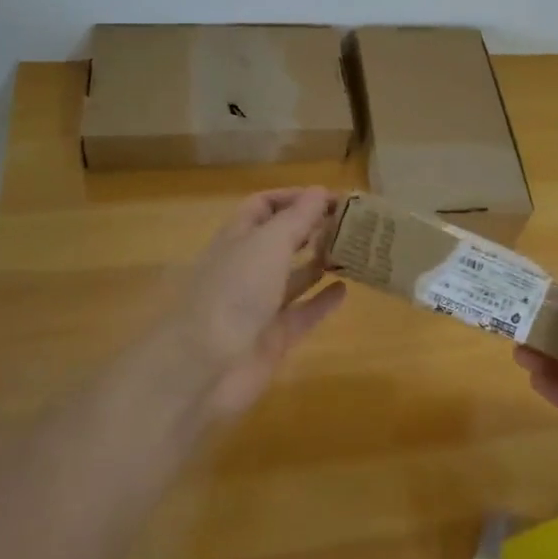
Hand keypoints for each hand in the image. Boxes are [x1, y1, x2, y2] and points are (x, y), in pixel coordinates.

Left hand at [160, 187, 346, 420]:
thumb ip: (298, 218)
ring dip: (320, 262)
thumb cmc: (235, 292)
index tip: (331, 197)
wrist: (204, 368)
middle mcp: (246, 268)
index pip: (263, 206)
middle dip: (311, 229)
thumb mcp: (269, 244)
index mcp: (237, 239)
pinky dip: (322, 301)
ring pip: (293, 277)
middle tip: (350, 223)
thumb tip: (320, 191)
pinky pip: (302, 314)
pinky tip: (345, 290)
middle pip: (280, 240)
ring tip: (353, 251)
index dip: (294, 198)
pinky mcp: (272, 338)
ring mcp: (258, 305)